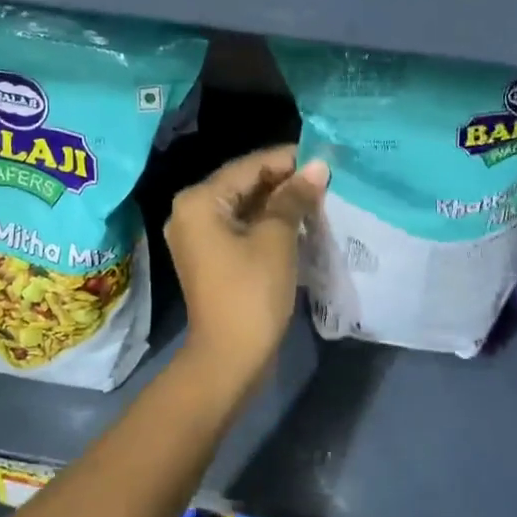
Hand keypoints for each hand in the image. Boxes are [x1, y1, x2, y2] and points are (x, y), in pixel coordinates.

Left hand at [166, 145, 328, 387]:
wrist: (229, 358)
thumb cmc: (252, 292)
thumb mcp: (277, 239)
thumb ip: (294, 198)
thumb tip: (317, 167)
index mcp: (199, 201)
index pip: (248, 166)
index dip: (287, 160)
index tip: (324, 157)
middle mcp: (190, 213)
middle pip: (243, 184)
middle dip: (284, 182)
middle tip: (325, 180)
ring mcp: (197, 238)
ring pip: (243, 207)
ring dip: (278, 203)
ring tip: (318, 199)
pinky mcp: (210, 258)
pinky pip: (240, 228)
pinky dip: (267, 224)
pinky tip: (299, 223)